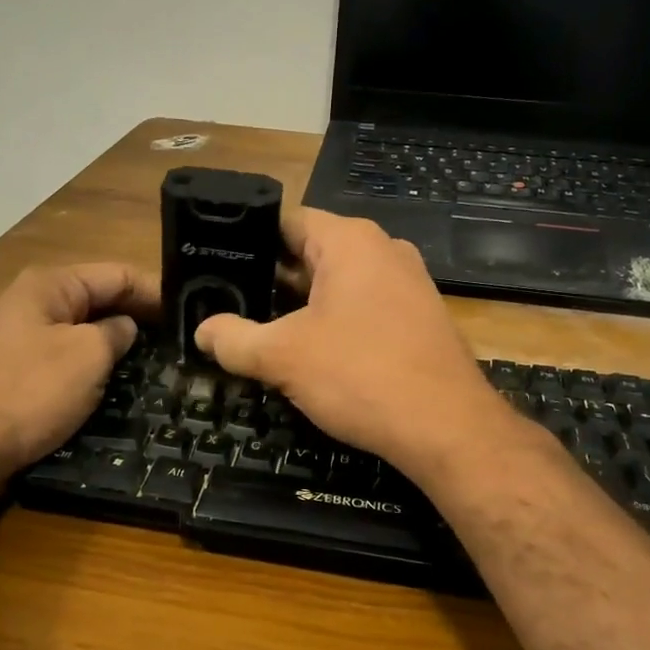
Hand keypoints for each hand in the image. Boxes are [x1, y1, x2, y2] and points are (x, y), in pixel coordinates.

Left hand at [0, 264, 158, 480]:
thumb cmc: (30, 390)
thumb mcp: (88, 356)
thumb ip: (116, 333)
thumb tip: (124, 328)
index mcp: (50, 284)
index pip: (117, 274)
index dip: (155, 291)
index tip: (188, 314)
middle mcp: (29, 300)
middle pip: (96, 298)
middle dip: (135, 315)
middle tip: (176, 338)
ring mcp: (14, 335)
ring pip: (78, 328)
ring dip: (111, 340)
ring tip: (149, 359)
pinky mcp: (7, 368)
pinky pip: (60, 353)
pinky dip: (87, 360)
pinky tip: (107, 378)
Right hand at [195, 208, 515, 479]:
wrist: (447, 427)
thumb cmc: (360, 375)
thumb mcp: (283, 357)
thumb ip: (234, 339)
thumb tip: (203, 332)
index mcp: (350, 240)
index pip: (287, 221)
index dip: (249, 242)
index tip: (218, 266)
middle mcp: (384, 250)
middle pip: (314, 252)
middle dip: (274, 280)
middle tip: (232, 306)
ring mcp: (409, 283)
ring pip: (340, 283)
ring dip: (304, 305)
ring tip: (265, 332)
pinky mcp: (421, 317)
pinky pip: (367, 306)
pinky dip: (338, 322)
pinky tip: (315, 354)